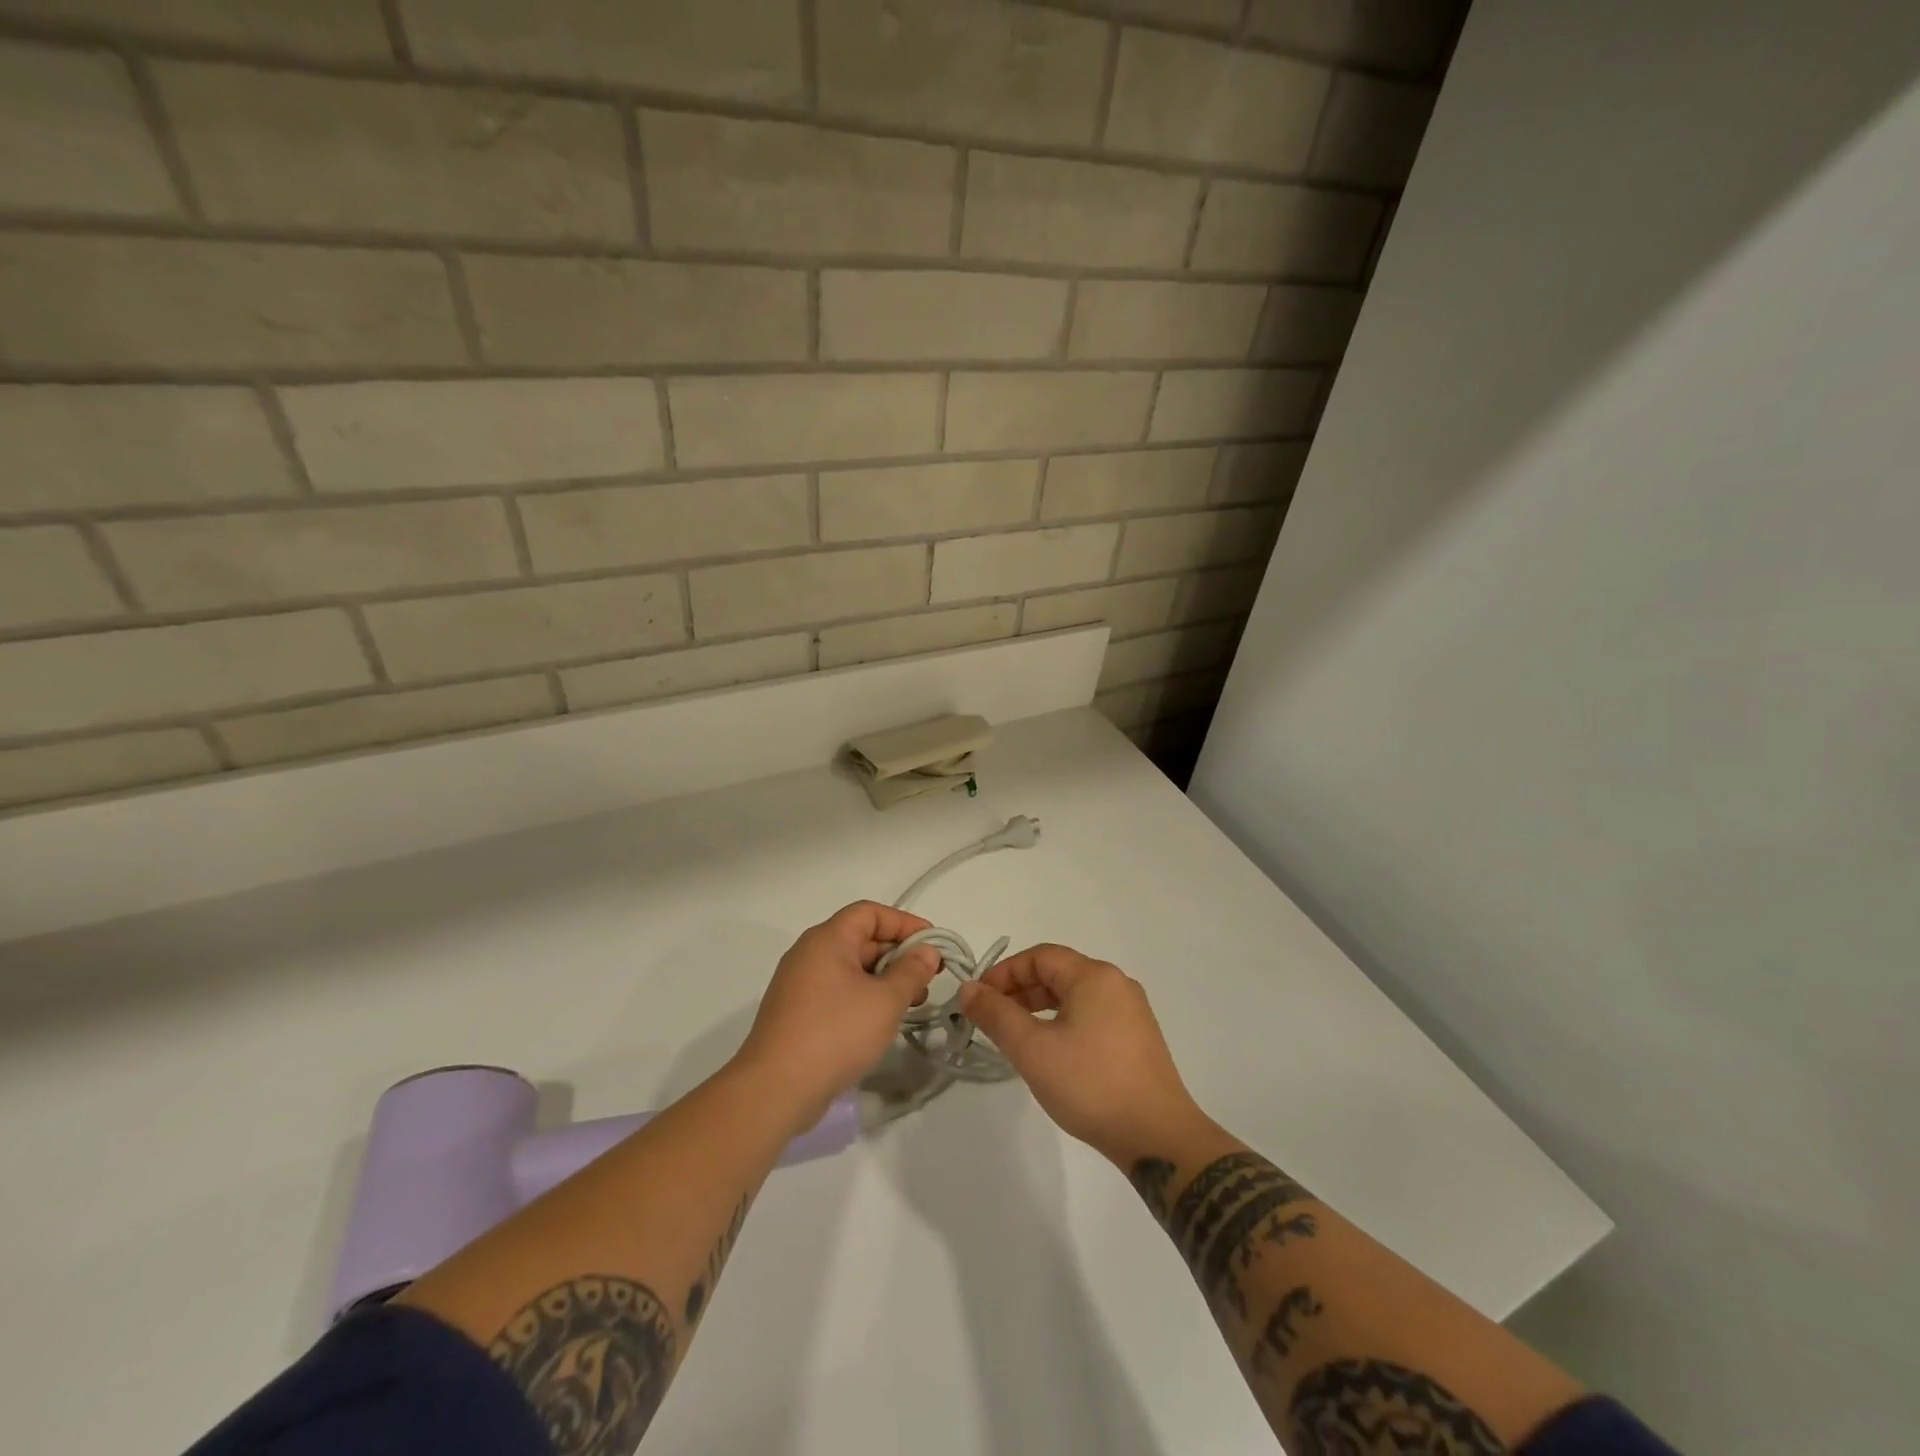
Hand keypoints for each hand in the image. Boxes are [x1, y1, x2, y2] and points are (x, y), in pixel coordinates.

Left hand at [734, 902, 941, 1129]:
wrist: (775, 1089)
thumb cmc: (836, 1033)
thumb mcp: (885, 1000)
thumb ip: (911, 971)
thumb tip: (926, 951)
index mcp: (827, 939)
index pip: (870, 913)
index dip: (904, 923)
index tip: (933, 944)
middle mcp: (810, 954)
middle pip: (861, 939)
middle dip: (899, 955)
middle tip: (929, 979)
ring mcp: (800, 985)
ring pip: (851, 969)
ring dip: (885, 980)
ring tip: (912, 1004)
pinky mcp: (797, 1014)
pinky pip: (838, 992)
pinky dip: (865, 998)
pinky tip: (883, 1022)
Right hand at [958, 944, 1204, 1162]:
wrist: (1157, 1137)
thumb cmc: (1090, 1084)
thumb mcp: (1032, 1049)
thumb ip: (996, 1014)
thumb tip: (968, 989)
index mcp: (1094, 976)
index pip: (1039, 957)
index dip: (1004, 973)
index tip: (978, 1000)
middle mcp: (1116, 983)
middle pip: (1058, 973)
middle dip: (1019, 991)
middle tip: (991, 1019)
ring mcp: (1131, 1011)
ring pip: (1074, 996)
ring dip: (1039, 1008)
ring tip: (1015, 1037)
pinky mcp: (1138, 1037)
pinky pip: (1091, 1015)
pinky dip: (1063, 1022)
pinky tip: (1051, 1052)